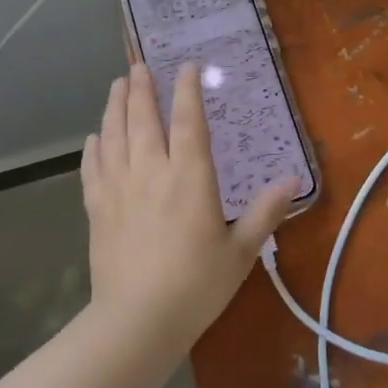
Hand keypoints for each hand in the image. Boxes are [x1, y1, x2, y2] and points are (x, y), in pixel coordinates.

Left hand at [82, 63, 296, 348]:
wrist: (136, 322)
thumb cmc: (196, 286)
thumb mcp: (240, 252)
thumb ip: (265, 213)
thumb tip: (294, 180)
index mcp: (189, 178)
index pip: (187, 121)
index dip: (187, 91)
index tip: (186, 66)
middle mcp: (151, 172)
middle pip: (143, 119)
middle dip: (141, 88)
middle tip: (139, 65)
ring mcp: (119, 188)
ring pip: (114, 135)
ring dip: (115, 107)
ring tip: (117, 85)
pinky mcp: (97, 209)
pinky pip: (93, 168)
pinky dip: (94, 147)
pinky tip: (94, 137)